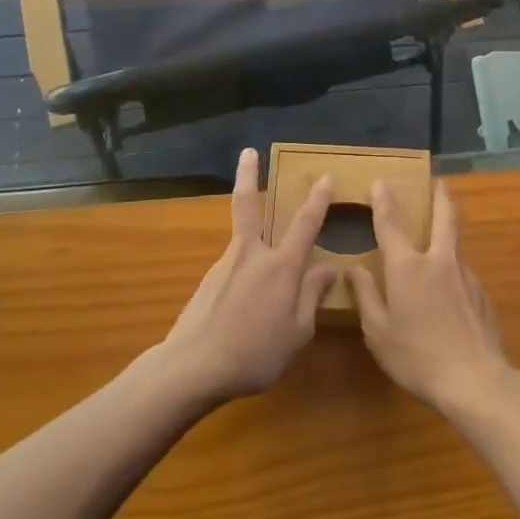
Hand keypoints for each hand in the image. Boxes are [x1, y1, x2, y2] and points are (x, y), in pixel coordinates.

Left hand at [161, 149, 337, 401]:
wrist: (192, 367)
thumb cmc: (255, 353)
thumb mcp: (297, 333)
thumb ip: (311, 296)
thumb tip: (327, 268)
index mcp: (281, 266)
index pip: (305, 224)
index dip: (318, 200)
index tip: (325, 176)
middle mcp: (252, 254)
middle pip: (249, 205)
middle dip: (249, 175)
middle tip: (247, 151)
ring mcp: (226, 264)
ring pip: (242, 236)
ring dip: (251, 228)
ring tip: (263, 255)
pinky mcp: (208, 281)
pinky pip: (234, 266)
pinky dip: (243, 271)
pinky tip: (245, 300)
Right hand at [348, 181, 514, 416]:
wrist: (476, 380)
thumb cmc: (418, 357)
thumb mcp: (378, 332)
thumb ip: (366, 297)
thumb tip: (354, 269)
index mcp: (408, 267)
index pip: (391, 225)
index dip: (384, 202)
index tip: (381, 182)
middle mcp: (438, 261)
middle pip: (444, 218)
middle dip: (440, 196)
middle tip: (439, 182)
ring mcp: (465, 276)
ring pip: (455, 245)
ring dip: (448, 234)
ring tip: (440, 239)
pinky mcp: (482, 295)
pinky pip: (462, 274)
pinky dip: (453, 272)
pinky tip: (449, 294)